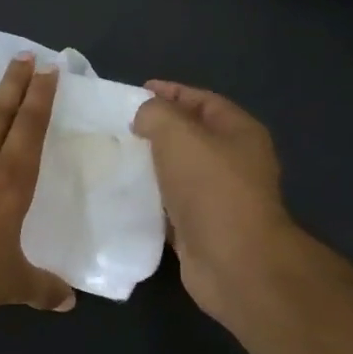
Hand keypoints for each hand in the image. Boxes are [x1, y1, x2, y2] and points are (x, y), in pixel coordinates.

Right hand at [132, 82, 293, 323]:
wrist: (232, 260)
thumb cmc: (210, 189)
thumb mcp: (178, 135)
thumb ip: (156, 114)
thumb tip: (143, 117)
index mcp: (239, 132)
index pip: (202, 101)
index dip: (170, 93)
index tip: (133, 93)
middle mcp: (233, 162)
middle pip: (190, 136)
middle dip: (155, 129)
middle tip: (117, 127)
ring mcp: (218, 197)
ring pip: (177, 171)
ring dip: (149, 165)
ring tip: (113, 158)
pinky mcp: (200, 226)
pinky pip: (169, 203)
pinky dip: (148, 197)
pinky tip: (122, 194)